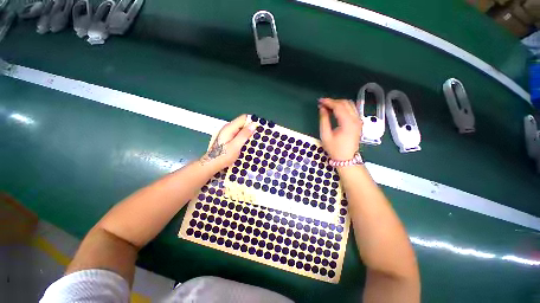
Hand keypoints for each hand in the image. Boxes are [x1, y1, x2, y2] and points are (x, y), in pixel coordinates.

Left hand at [200, 114, 255, 169]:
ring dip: (248, 133)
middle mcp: (228, 128)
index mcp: (229, 128)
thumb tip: (253, 125)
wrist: (211, 164)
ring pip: (241, 128)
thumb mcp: (235, 146)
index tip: (259, 129)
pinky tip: (247, 143)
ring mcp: (227, 133)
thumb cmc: (223, 156)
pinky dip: (243, 136)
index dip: (252, 121)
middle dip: (250, 128)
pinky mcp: (228, 137)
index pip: (243, 118)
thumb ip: (244, 135)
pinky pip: (238, 133)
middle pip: (242, 123)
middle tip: (258, 136)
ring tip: (254, 140)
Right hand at [318, 98, 362, 160]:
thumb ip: (324, 120)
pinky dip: (343, 107)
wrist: (346, 158)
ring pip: (350, 105)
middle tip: (323, 104)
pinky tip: (336, 110)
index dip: (329, 102)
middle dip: (333, 101)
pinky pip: (352, 109)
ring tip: (328, 106)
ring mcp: (358, 121)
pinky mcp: (358, 123)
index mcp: (347, 123)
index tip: (320, 101)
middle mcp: (356, 119)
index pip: (339, 107)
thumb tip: (322, 108)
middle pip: (345, 103)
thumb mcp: (325, 135)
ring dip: (339, 103)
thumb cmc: (334, 148)